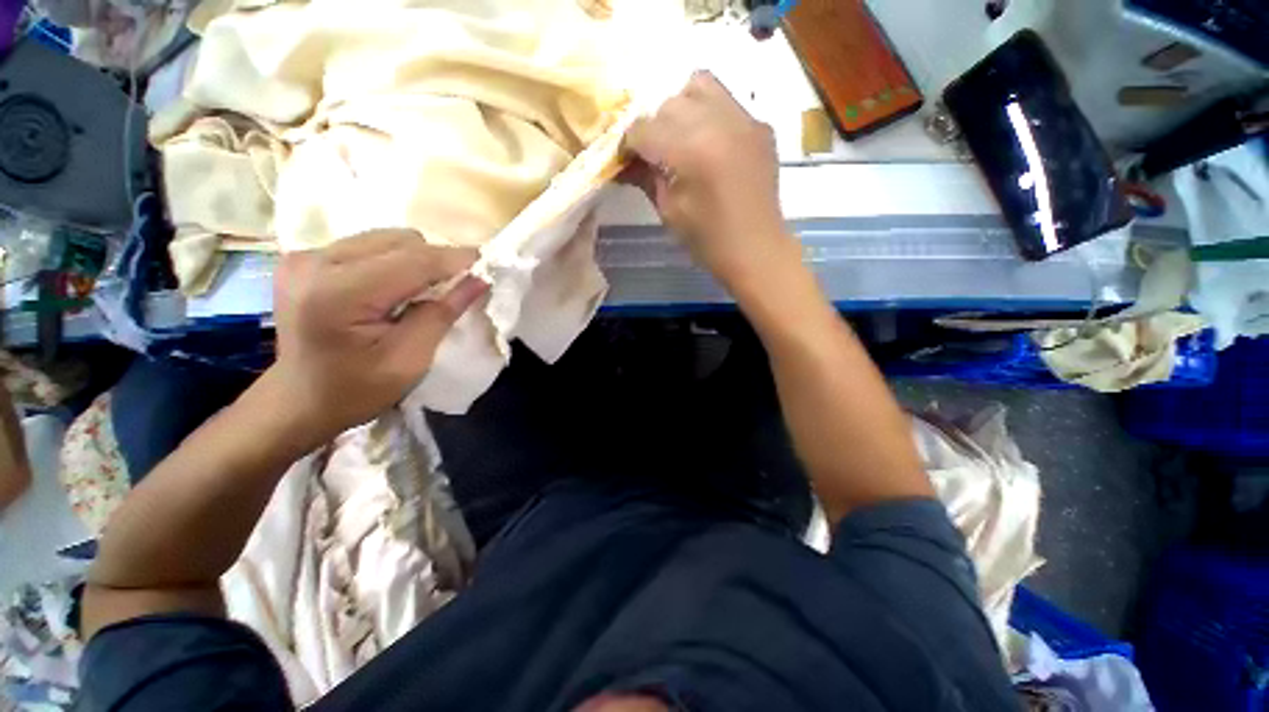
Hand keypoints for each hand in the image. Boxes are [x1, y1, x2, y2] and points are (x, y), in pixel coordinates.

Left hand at [268, 230, 485, 444]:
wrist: (298, 401)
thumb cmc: (356, 391)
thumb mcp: (409, 361)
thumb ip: (443, 314)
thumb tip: (479, 280)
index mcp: (339, 294)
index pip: (414, 260)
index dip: (457, 260)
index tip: (489, 266)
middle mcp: (316, 262)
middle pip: (401, 241)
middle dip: (437, 262)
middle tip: (455, 289)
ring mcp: (306, 256)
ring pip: (387, 239)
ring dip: (416, 261)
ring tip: (422, 292)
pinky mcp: (305, 258)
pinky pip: (368, 246)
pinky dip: (394, 262)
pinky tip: (393, 289)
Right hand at [625, 71, 790, 287]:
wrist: (756, 250)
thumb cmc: (708, 240)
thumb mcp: (669, 211)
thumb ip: (646, 178)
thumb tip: (626, 162)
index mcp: (691, 150)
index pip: (644, 128)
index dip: (629, 144)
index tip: (628, 160)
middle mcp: (718, 122)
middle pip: (670, 103)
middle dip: (655, 127)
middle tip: (657, 155)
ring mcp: (744, 120)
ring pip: (700, 86)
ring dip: (682, 109)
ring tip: (683, 139)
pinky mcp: (760, 126)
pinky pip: (727, 103)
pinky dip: (710, 116)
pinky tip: (711, 146)